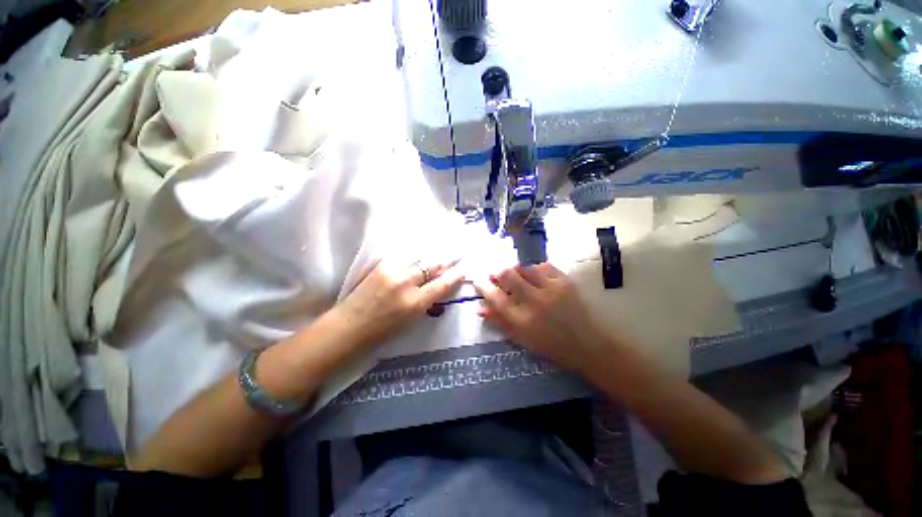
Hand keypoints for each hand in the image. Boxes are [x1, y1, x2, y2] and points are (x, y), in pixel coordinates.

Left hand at [336, 258, 464, 346]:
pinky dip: (414, 255)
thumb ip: (428, 302)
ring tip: (440, 252)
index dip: (455, 276)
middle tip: (457, 255)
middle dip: (447, 260)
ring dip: (430, 256)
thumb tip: (440, 287)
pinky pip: (404, 255)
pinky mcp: (380, 264)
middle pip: (432, 266)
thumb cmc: (382, 330)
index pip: (442, 284)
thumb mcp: (411, 320)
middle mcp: (405, 282)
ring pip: (418, 257)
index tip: (463, 270)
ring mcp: (391, 270)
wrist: (349, 325)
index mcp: (414, 302)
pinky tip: (419, 254)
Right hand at [474, 263, 607, 372]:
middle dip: (498, 271)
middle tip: (496, 273)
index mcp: (522, 320)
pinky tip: (535, 275)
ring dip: (516, 270)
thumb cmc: (551, 346)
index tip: (478, 279)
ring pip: (524, 267)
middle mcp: (534, 301)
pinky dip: (535, 269)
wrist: (588, 344)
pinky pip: (543, 266)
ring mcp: (551, 289)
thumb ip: (500, 322)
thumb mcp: (522, 339)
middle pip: (508, 275)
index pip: (495, 297)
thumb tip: (479, 309)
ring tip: (517, 276)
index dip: (483, 285)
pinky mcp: (565, 281)